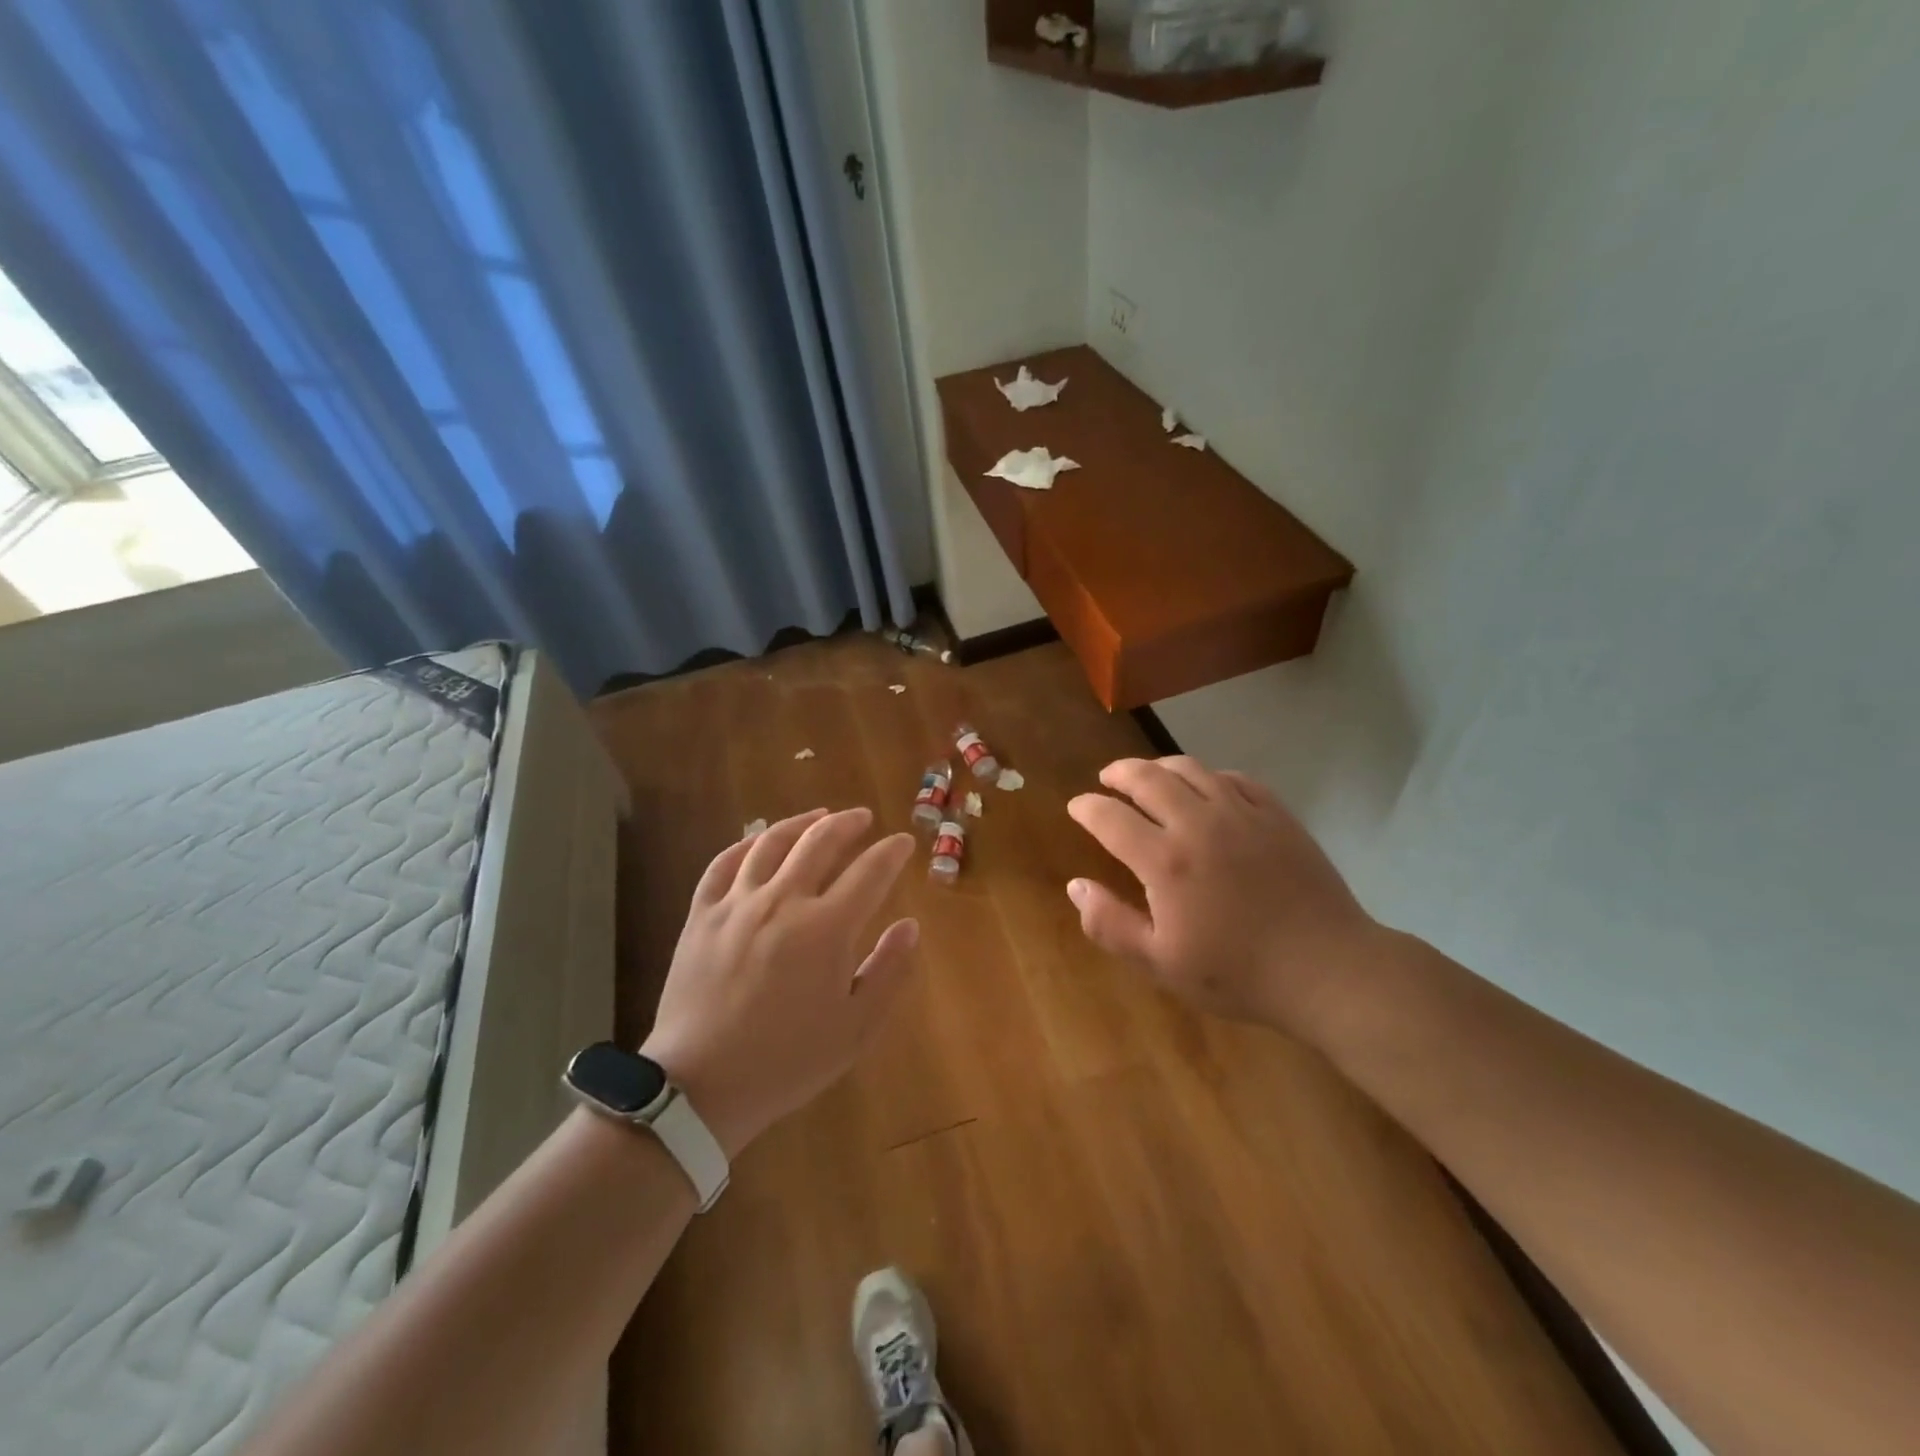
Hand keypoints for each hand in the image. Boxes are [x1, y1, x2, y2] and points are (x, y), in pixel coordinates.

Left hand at [640, 807, 917, 1157]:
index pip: (869, 871)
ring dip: (801, 822)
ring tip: (818, 816)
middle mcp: (783, 901)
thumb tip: (910, 925)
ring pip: (771, 842)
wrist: (701, 1086)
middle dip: (848, 823)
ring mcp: (737, 904)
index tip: (903, 843)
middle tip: (862, 817)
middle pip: (820, 841)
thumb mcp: (856, 1028)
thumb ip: (889, 971)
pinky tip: (759, 841)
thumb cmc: (788, 1061)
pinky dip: (746, 844)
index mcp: (826, 928)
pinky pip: (724, 863)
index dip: (891, 852)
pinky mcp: (702, 915)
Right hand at [1066, 757, 1385, 1037]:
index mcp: (1165, 860)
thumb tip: (1076, 886)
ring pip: (1191, 769)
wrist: (1327, 968)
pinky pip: (1234, 778)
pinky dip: (1208, 775)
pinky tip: (1206, 787)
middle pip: (1147, 778)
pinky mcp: (1277, 814)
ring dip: (1159, 765)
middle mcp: (1199, 823)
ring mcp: (1242, 813)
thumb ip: (1110, 924)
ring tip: (1148, 774)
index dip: (1087, 807)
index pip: (1111, 817)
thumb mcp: (1161, 963)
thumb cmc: (1238, 973)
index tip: (1076, 807)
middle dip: (1119, 773)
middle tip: (1106, 778)